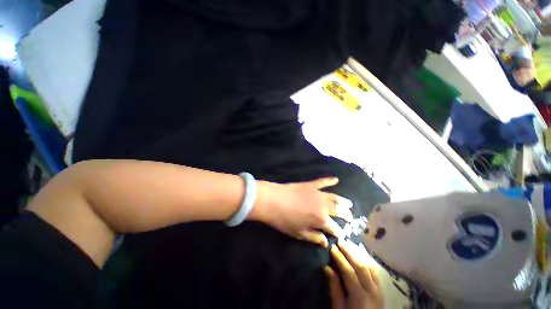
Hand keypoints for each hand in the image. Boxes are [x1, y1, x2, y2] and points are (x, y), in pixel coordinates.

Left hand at [253, 177, 346, 246]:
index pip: (334, 228)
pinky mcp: (311, 185)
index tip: (341, 235)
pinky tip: (336, 179)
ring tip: (349, 204)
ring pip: (334, 197)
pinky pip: (323, 182)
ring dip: (343, 201)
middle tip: (350, 217)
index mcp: (321, 220)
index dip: (338, 232)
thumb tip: (326, 242)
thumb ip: (314, 237)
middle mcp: (324, 206)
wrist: (273, 200)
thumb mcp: (299, 233)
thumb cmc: (285, 220)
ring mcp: (318, 193)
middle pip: (338, 211)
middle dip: (345, 215)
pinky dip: (330, 180)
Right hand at [326, 240, 383, 308]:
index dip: (340, 258)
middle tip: (340, 241)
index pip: (350, 272)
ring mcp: (379, 290)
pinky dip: (366, 259)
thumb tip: (327, 268)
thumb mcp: (339, 308)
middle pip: (361, 266)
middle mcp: (372, 291)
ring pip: (369, 266)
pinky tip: (359, 253)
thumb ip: (335, 289)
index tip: (332, 247)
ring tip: (348, 244)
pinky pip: (375, 270)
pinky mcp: (381, 289)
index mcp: (360, 298)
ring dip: (358, 253)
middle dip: (349, 251)